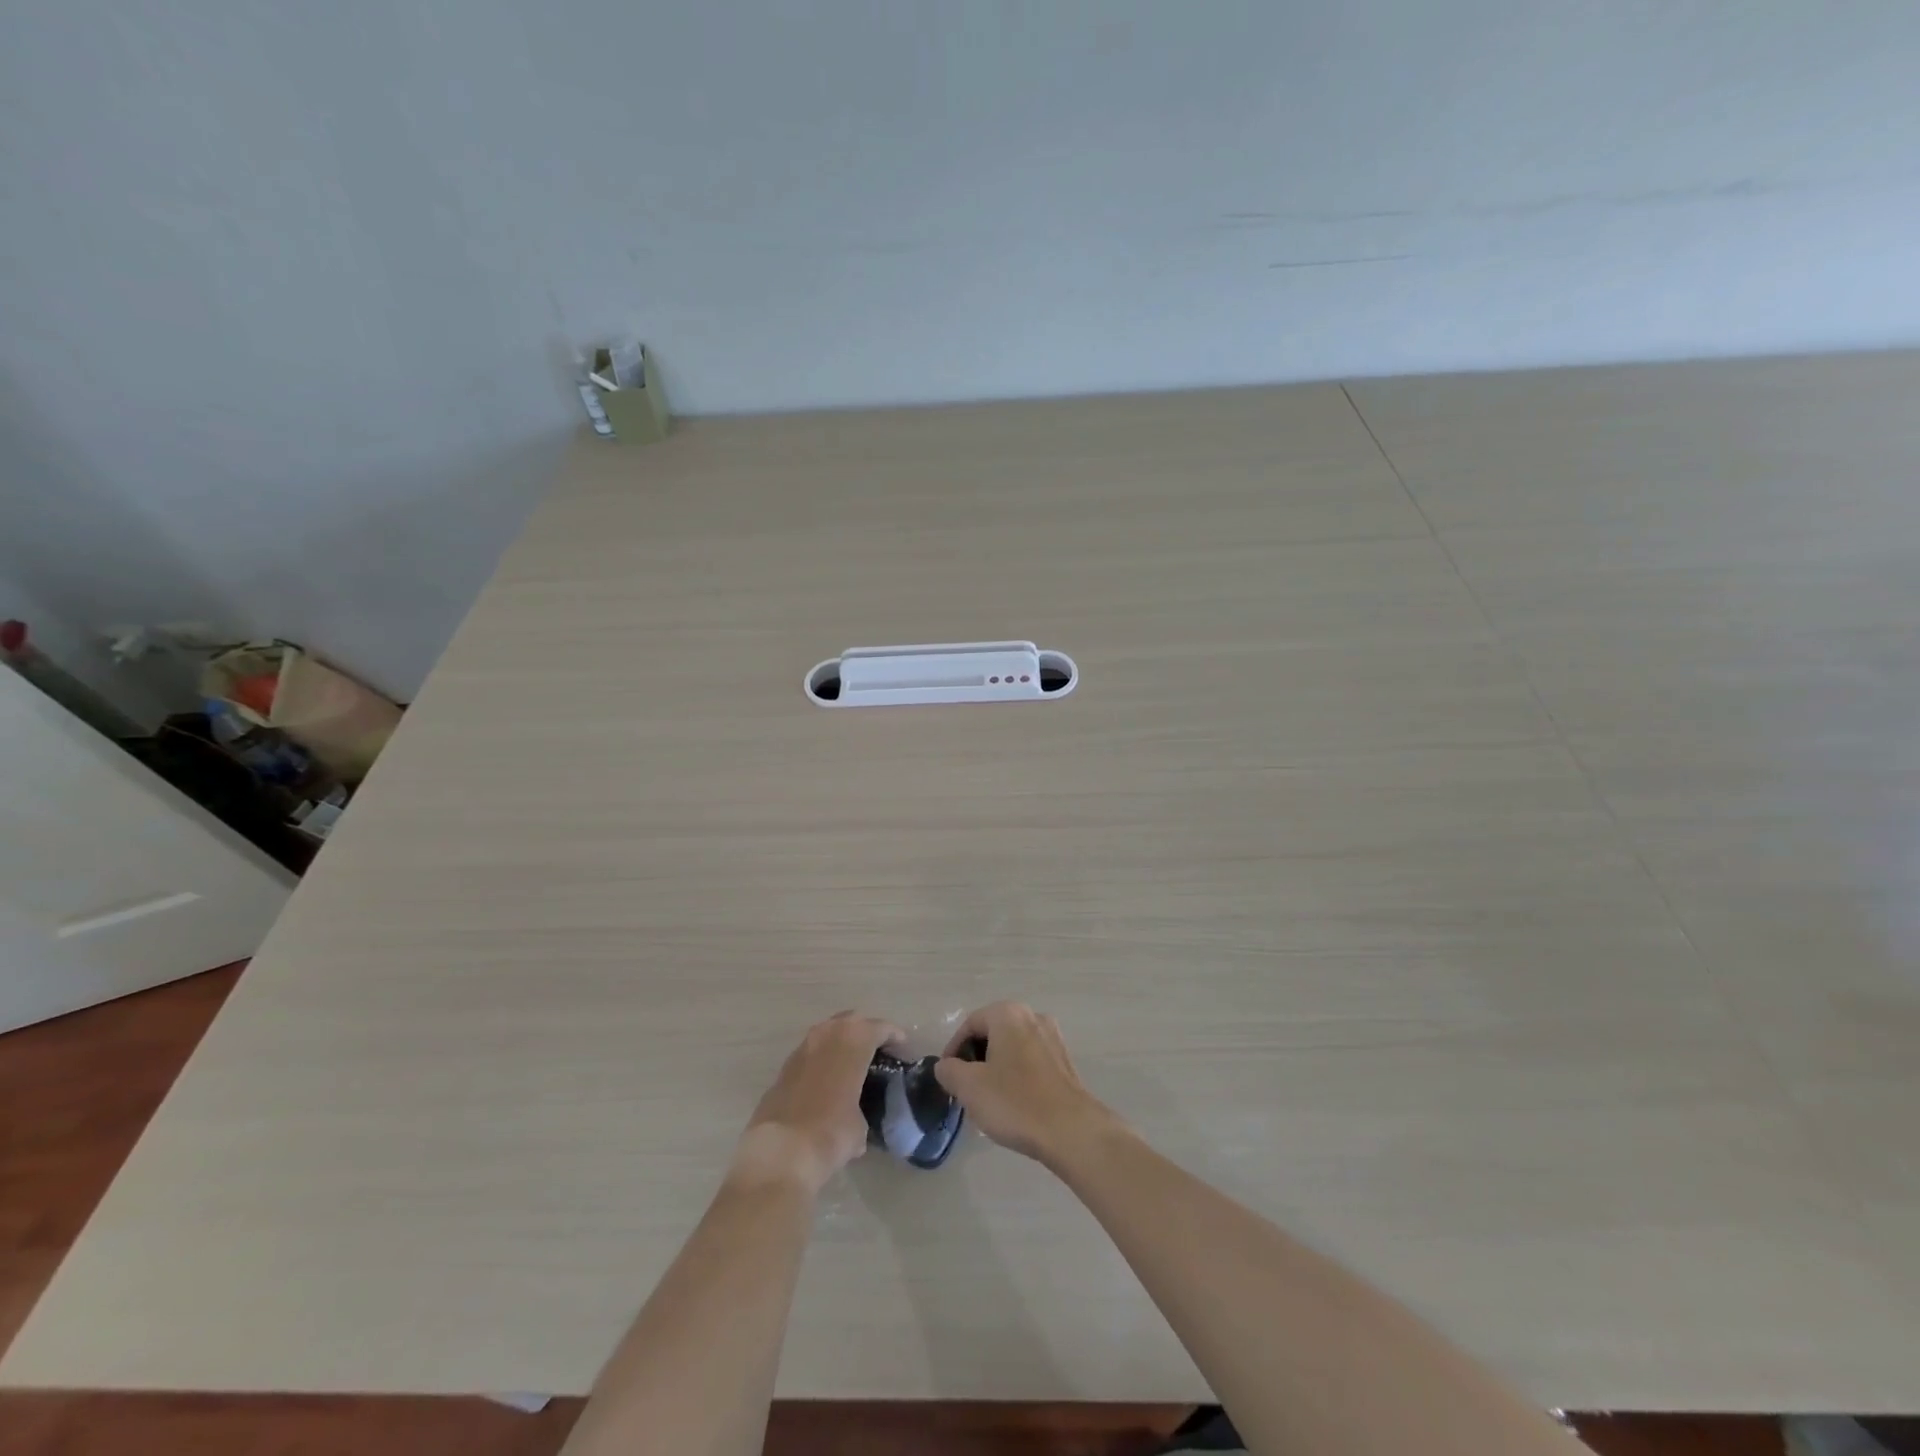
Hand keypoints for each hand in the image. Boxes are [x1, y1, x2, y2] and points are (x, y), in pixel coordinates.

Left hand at [731, 1012, 903, 1194]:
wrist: (780, 1152)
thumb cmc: (831, 1132)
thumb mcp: (860, 1126)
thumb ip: (861, 1109)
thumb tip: (856, 1118)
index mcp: (853, 1042)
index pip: (879, 1028)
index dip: (893, 1035)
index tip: (902, 1046)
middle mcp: (826, 1036)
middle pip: (851, 1022)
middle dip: (865, 1031)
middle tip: (877, 1050)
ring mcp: (801, 1050)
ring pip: (826, 1034)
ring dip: (840, 1044)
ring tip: (851, 1065)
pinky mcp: (783, 1069)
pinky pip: (810, 1055)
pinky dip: (822, 1061)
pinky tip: (827, 1083)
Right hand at [933, 1002, 1118, 1167]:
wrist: (1071, 1130)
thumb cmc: (1015, 1102)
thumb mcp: (969, 1087)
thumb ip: (949, 1070)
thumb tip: (945, 1066)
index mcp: (1008, 1014)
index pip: (970, 1024)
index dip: (954, 1050)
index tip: (948, 1076)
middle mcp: (1032, 1016)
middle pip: (993, 1033)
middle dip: (976, 1058)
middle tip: (965, 1087)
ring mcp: (1053, 1037)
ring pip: (1012, 1047)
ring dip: (996, 1067)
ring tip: (988, 1097)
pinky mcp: (1065, 1061)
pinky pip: (1031, 1060)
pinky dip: (1017, 1074)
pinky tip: (1014, 1102)